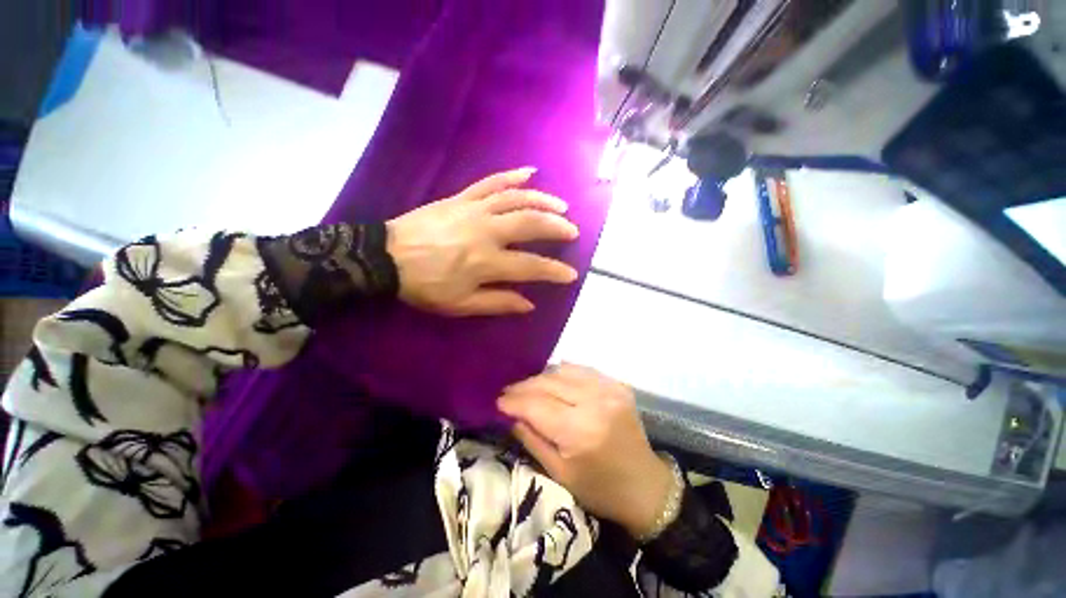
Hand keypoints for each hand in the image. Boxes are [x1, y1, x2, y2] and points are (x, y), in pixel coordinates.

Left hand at [386, 168, 579, 316]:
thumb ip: (498, 303)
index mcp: (486, 262)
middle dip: (557, 227)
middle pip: (530, 223)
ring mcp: (474, 209)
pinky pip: (491, 182)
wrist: (386, 256)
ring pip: (516, 198)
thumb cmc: (424, 285)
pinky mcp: (462, 197)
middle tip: (572, 232)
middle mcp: (486, 232)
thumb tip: (529, 304)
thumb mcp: (460, 304)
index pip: (531, 266)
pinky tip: (530, 172)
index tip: (571, 274)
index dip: (554, 271)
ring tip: (561, 205)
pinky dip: (512, 176)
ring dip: (543, 200)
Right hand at [497, 364, 676, 538]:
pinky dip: (563, 372)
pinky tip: (552, 378)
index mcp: (580, 431)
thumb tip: (510, 415)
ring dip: (541, 378)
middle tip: (508, 392)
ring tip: (528, 387)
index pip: (536, 406)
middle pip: (549, 383)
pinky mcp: (617, 384)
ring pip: (564, 371)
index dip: (514, 401)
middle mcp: (595, 402)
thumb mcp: (558, 473)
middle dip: (524, 387)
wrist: (646, 486)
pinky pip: (582, 370)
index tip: (497, 400)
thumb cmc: (599, 489)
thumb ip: (532, 439)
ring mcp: (609, 389)